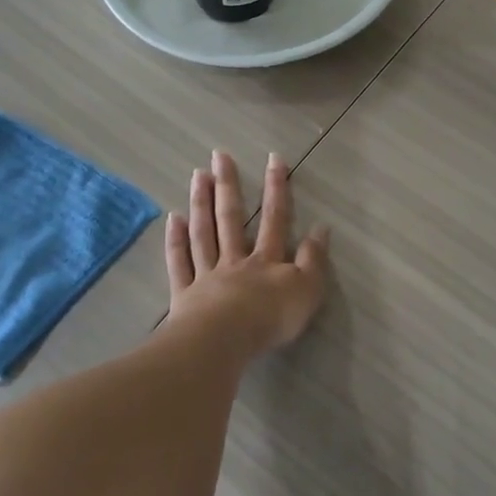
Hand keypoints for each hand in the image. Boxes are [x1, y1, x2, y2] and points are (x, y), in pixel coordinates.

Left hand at [165, 150, 328, 355]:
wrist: (225, 341)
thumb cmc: (270, 318)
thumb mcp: (307, 290)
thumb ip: (314, 259)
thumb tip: (321, 227)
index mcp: (266, 260)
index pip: (275, 218)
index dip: (276, 188)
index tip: (274, 158)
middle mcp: (235, 260)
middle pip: (231, 217)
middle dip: (228, 184)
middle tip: (219, 155)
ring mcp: (207, 274)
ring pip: (203, 233)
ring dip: (201, 203)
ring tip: (198, 175)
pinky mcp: (185, 294)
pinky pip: (180, 262)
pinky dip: (176, 240)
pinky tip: (173, 218)